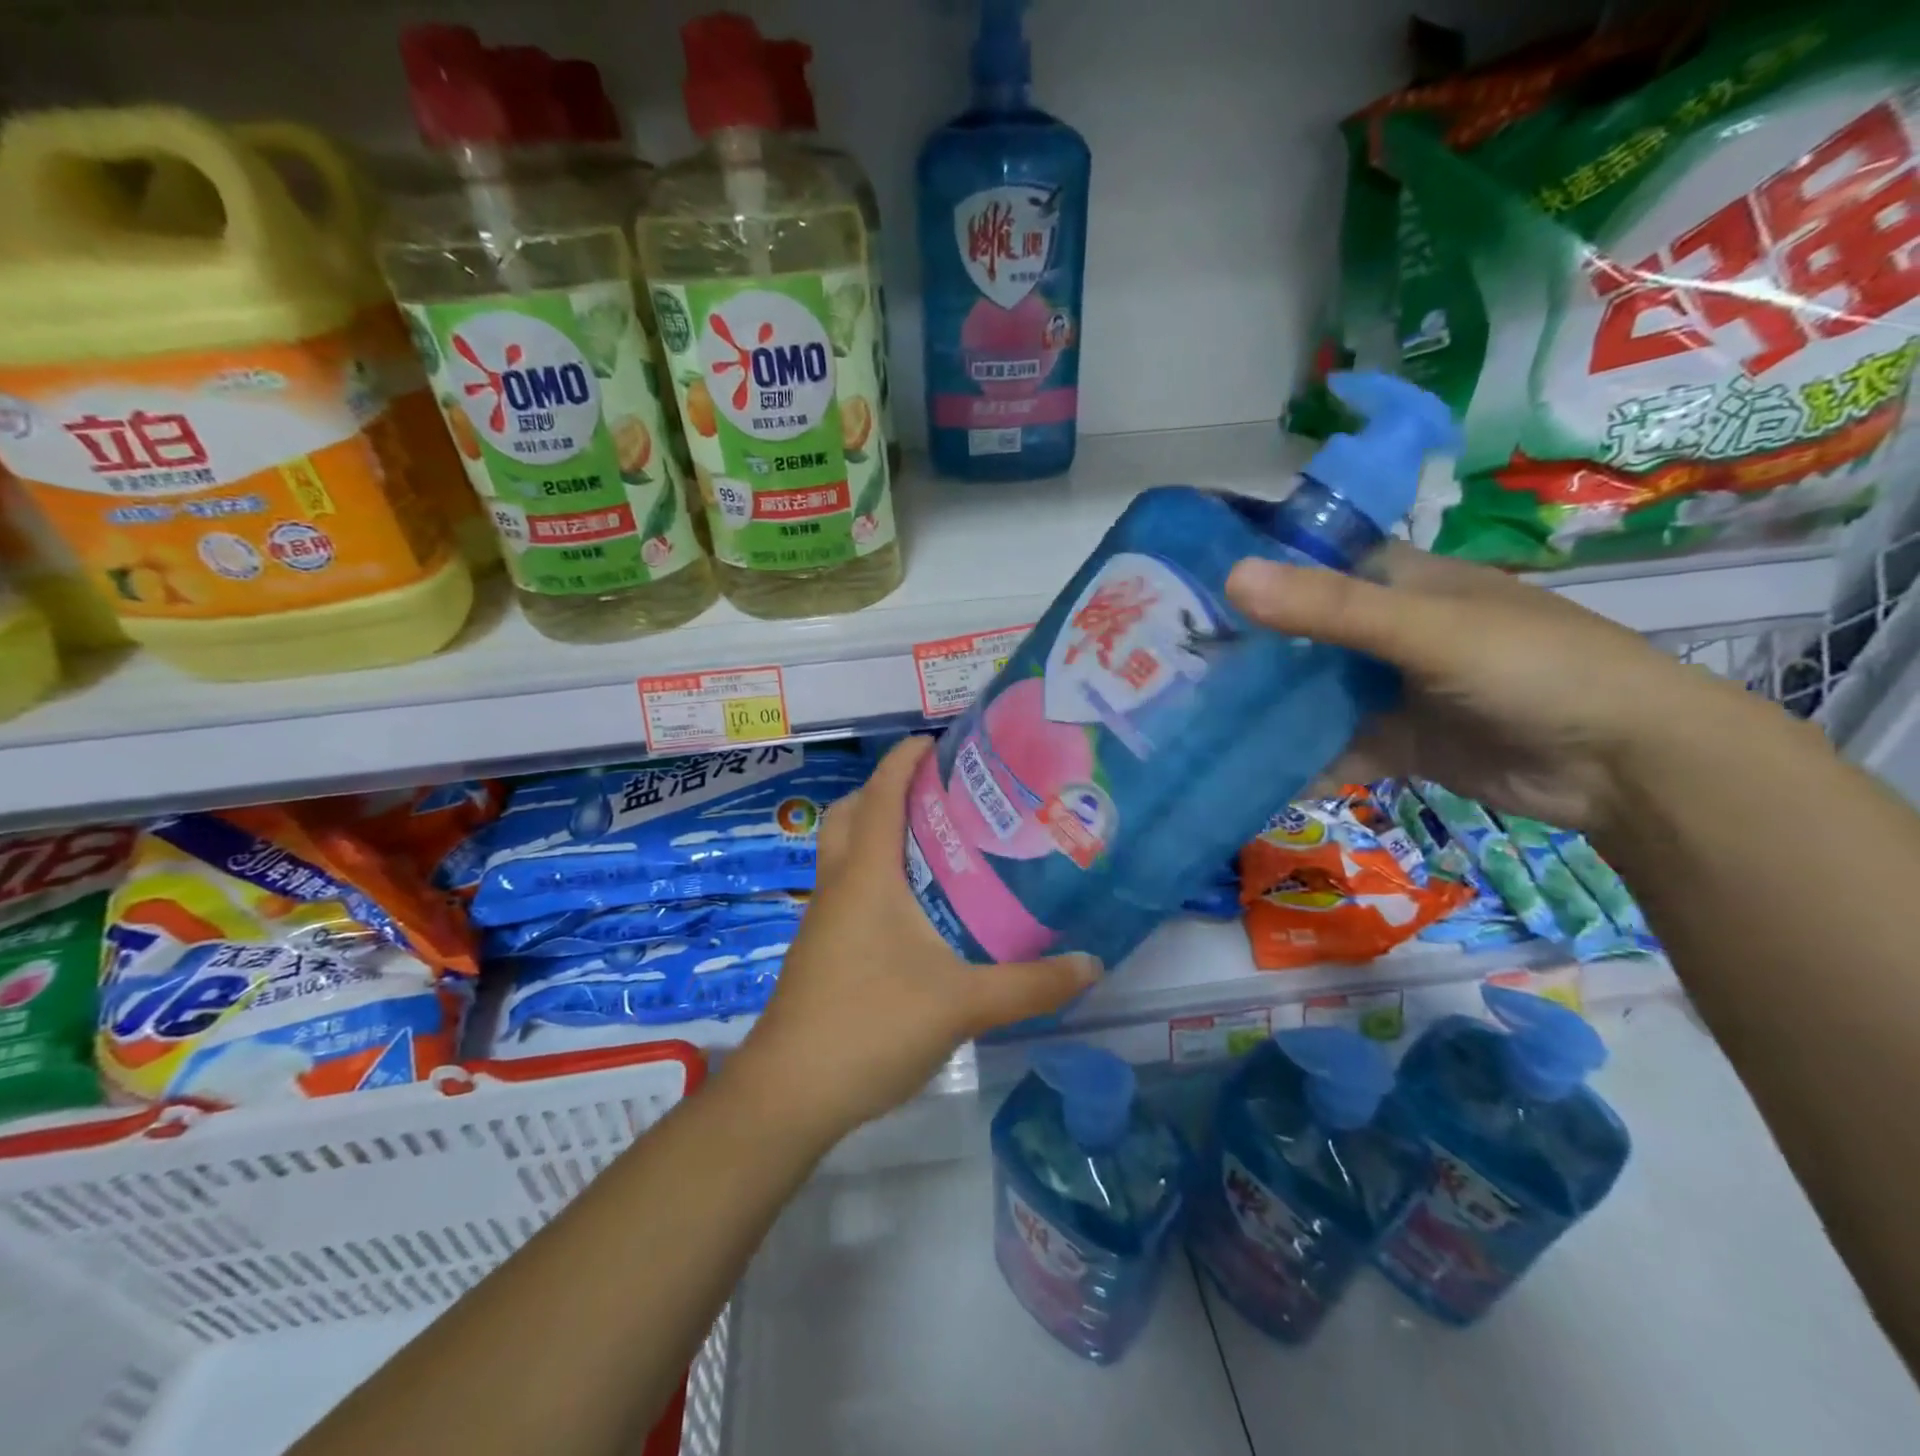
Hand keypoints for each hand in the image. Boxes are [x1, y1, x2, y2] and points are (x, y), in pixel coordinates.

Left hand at [727, 738, 1099, 1144]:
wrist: (790, 1093)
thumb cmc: (870, 1025)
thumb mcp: (962, 1004)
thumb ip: (1030, 984)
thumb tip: (1092, 963)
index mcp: (866, 875)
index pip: (881, 794)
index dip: (904, 759)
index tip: (938, 741)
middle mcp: (839, 884)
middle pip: (851, 813)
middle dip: (887, 790)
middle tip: (939, 795)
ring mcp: (824, 918)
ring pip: (844, 851)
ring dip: (879, 832)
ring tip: (936, 843)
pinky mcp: (822, 949)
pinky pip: (847, 887)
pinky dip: (875, 873)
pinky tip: (916, 909)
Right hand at [1226, 542, 1738, 835]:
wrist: (1624, 765)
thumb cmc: (1533, 667)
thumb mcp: (1427, 629)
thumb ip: (1331, 609)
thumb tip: (1230, 577)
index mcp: (1396, 582)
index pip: (1307, 567)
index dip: (1249, 575)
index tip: (1178, 594)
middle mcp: (1384, 631)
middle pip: (1298, 636)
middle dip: (1243, 651)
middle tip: (1165, 668)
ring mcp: (1388, 689)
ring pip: (1309, 694)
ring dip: (1263, 709)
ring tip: (1187, 721)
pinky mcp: (1393, 741)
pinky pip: (1330, 746)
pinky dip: (1296, 760)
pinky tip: (1243, 774)